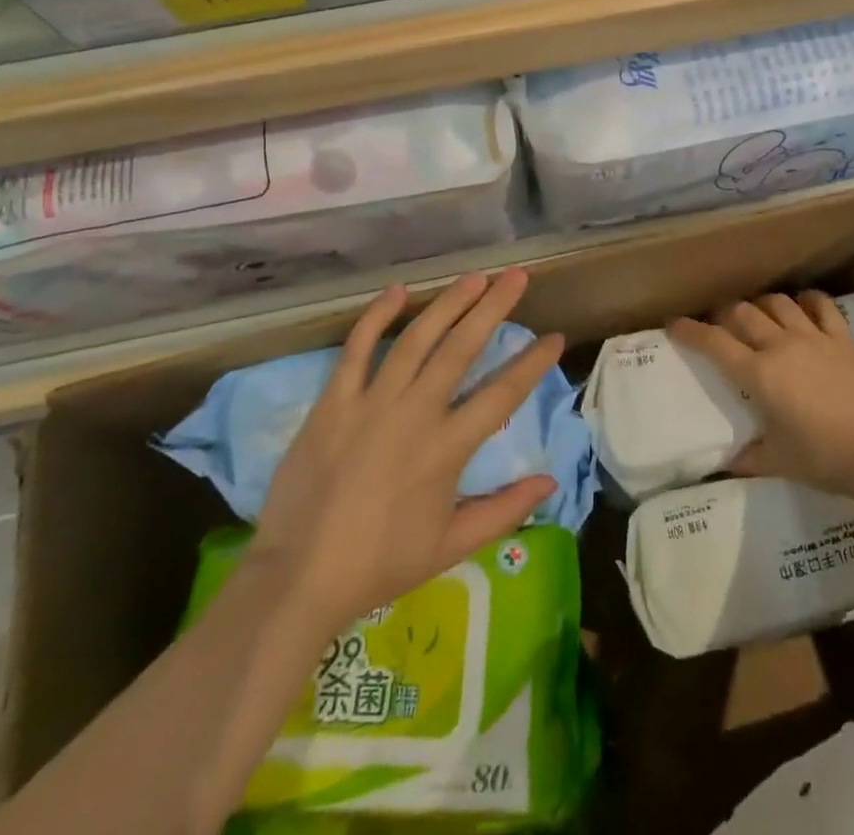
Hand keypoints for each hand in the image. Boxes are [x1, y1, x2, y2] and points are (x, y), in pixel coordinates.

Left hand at [247, 268, 563, 632]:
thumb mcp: (451, 546)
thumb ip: (505, 511)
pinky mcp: (334, 401)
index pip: (502, 393)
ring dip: (448, 303)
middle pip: (462, 348)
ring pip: (417, 338)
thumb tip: (551, 482)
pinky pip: (358, 348)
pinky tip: (398, 290)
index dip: (533, 363)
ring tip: (474, 277)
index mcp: (447, 448)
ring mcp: (372, 402)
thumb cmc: (380, 564)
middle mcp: (415, 413)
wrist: (298, 577)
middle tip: (516, 276)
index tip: (555, 336)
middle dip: (494, 307)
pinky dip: (377, 316)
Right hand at [670, 290, 853, 500]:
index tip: (674, 324)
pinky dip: (807, 300)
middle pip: (743, 313)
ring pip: (778, 303)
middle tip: (719, 322)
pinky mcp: (844, 338)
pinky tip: (802, 304)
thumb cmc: (826, 459)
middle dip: (724, 313)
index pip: (714, 343)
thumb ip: (749, 458)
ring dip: (761, 304)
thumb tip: (727, 462)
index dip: (690, 331)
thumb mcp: (780, 463)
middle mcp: (781, 346)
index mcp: (759, 374)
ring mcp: (814, 337)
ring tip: (757, 312)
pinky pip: (821, 306)